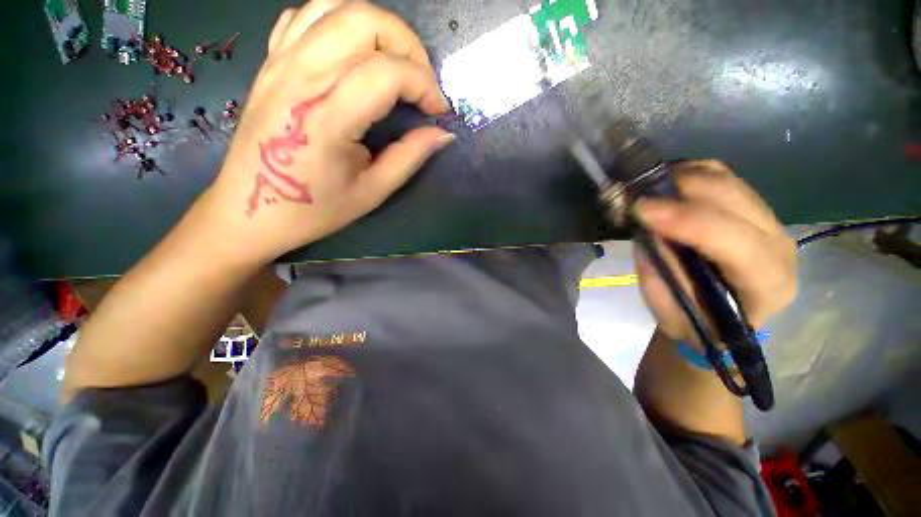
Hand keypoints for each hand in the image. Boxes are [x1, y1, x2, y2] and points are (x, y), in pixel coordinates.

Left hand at [200, 0, 453, 263]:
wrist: (251, 210)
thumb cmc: (315, 209)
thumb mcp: (372, 191)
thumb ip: (410, 157)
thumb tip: (443, 133)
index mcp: (327, 116)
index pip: (388, 72)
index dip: (425, 85)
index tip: (438, 110)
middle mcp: (300, 76)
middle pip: (363, 21)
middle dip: (407, 44)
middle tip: (421, 81)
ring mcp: (279, 62)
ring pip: (335, 6)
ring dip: (378, 27)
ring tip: (395, 63)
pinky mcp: (270, 63)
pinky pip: (305, 17)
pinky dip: (339, 22)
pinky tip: (354, 54)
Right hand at [633, 160, 796, 341]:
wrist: (725, 317)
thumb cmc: (700, 324)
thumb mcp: (673, 316)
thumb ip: (660, 280)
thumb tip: (647, 236)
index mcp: (767, 284)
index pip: (736, 243)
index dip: (687, 221)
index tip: (641, 210)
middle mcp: (778, 244)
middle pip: (734, 198)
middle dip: (680, 190)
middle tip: (634, 194)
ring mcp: (769, 220)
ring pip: (728, 180)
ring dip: (682, 178)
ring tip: (645, 189)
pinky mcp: (752, 207)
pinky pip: (722, 176)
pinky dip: (690, 173)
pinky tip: (665, 185)